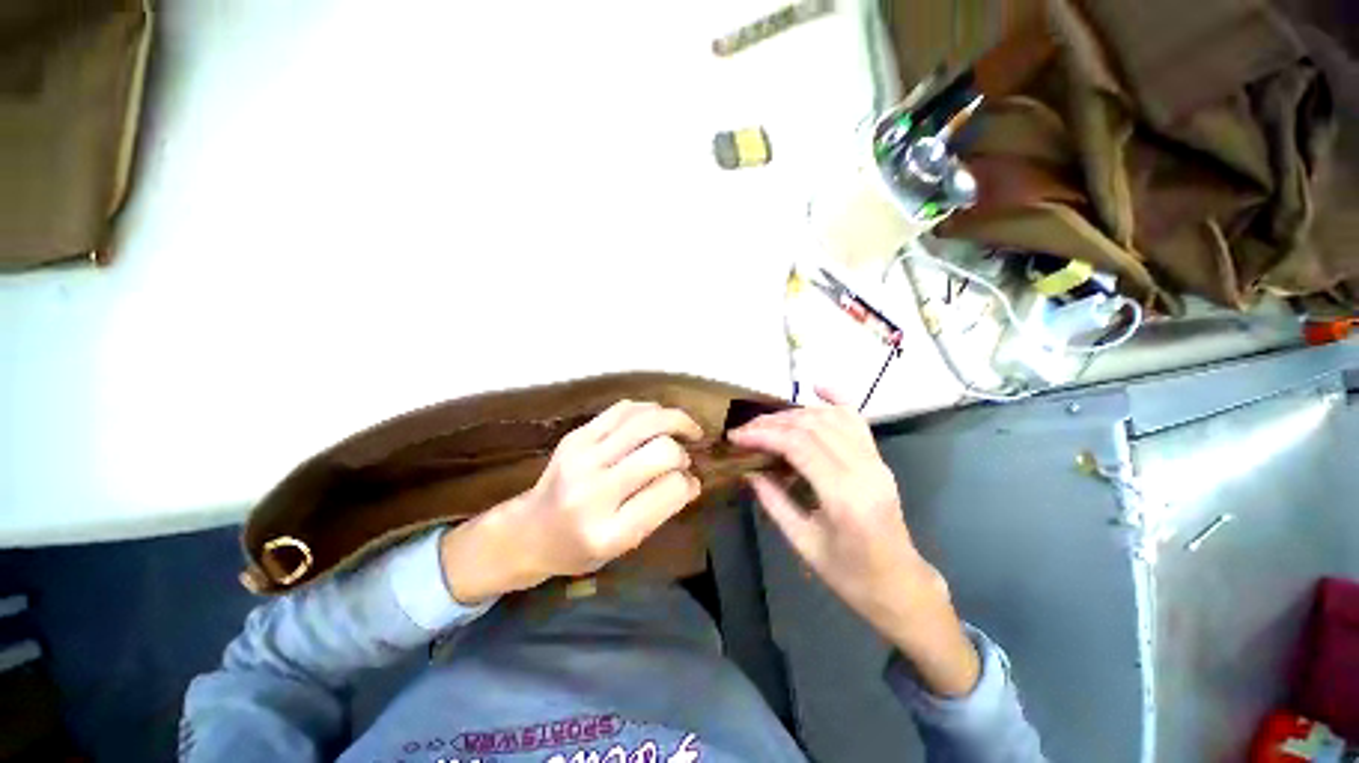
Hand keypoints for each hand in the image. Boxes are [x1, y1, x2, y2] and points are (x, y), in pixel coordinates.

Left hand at [439, 400, 703, 603]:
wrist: (529, 531)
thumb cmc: (579, 549)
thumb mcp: (622, 547)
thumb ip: (659, 512)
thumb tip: (692, 479)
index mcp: (609, 532)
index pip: (670, 490)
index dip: (689, 482)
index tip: (690, 482)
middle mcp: (594, 491)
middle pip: (661, 450)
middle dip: (682, 451)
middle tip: (685, 457)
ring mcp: (581, 457)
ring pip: (646, 421)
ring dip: (675, 420)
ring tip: (686, 428)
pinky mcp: (575, 436)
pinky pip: (624, 409)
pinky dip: (650, 410)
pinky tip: (658, 419)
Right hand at [728, 390, 979, 696]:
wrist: (900, 585)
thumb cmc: (850, 575)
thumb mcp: (803, 544)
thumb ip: (773, 501)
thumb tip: (748, 469)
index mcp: (845, 497)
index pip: (798, 446)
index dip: (763, 435)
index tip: (736, 437)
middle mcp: (864, 469)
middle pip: (812, 426)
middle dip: (772, 422)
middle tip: (745, 430)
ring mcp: (875, 460)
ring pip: (830, 418)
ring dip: (793, 413)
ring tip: (766, 423)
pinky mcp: (878, 458)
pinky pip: (857, 419)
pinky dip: (835, 399)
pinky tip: (816, 387)